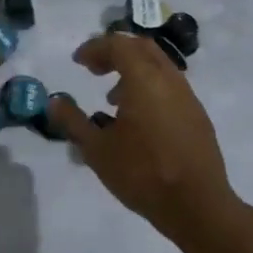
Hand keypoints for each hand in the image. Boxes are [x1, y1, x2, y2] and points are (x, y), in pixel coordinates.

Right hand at [45, 33, 237, 242]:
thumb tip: (54, 101)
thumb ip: (73, 121)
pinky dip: (149, 87)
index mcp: (144, 79)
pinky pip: (170, 86)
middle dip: (115, 52)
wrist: (198, 207)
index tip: (78, 62)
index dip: (95, 48)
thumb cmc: (143, 174)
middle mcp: (169, 80)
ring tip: (113, 98)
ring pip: (159, 66)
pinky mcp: (197, 116)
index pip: (118, 45)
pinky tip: (138, 120)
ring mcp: (188, 97)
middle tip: (94, 69)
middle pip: (141, 47)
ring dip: (133, 70)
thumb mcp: (96, 150)